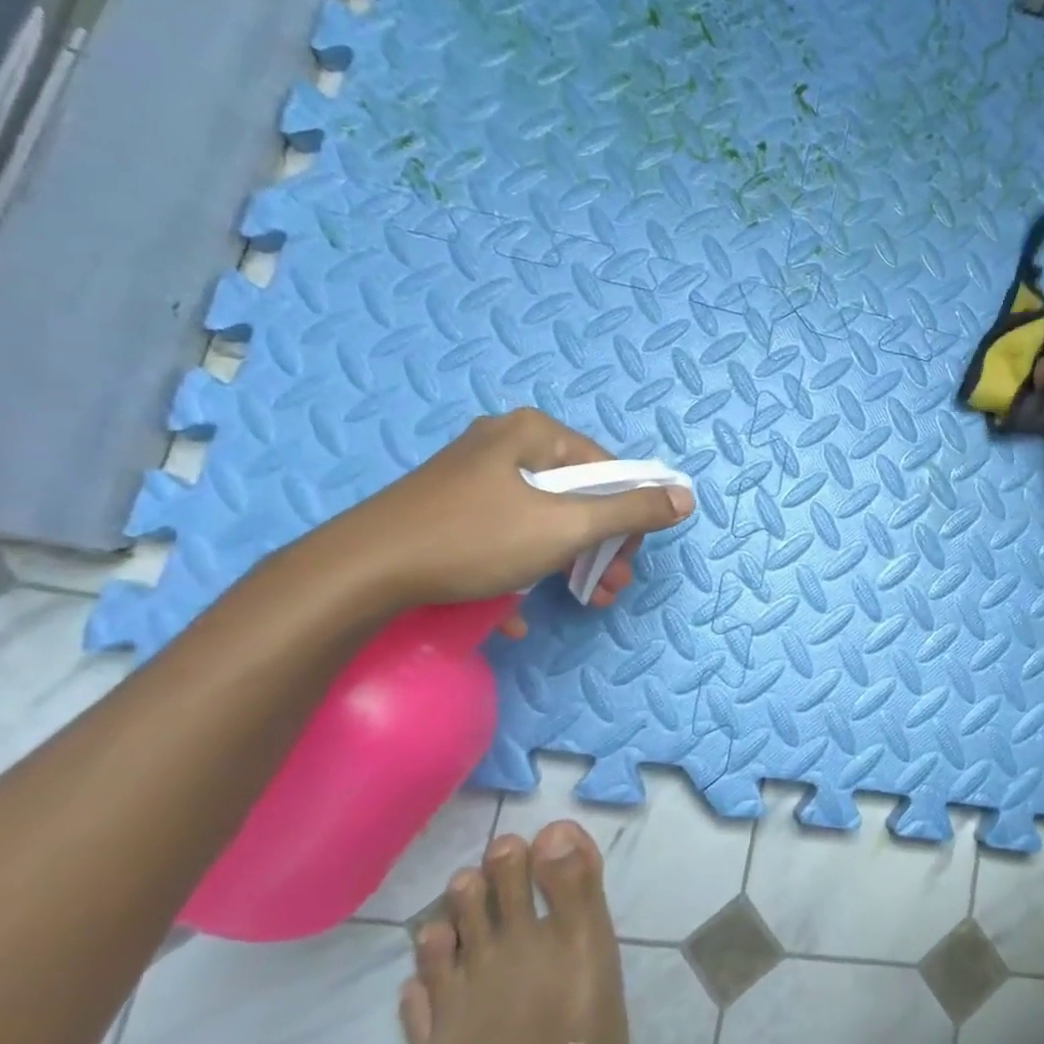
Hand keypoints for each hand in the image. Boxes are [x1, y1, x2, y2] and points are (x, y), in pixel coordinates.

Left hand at [321, 409, 692, 610]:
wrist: (358, 574)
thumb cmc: (474, 539)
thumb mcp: (567, 527)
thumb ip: (631, 511)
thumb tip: (685, 497)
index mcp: (533, 433)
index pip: (608, 468)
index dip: (628, 516)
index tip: (626, 559)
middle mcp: (504, 444)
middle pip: (576, 494)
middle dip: (599, 546)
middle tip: (610, 586)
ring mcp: (471, 477)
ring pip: (541, 518)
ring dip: (568, 562)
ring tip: (582, 601)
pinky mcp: (446, 510)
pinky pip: (502, 534)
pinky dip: (519, 568)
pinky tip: (517, 610)